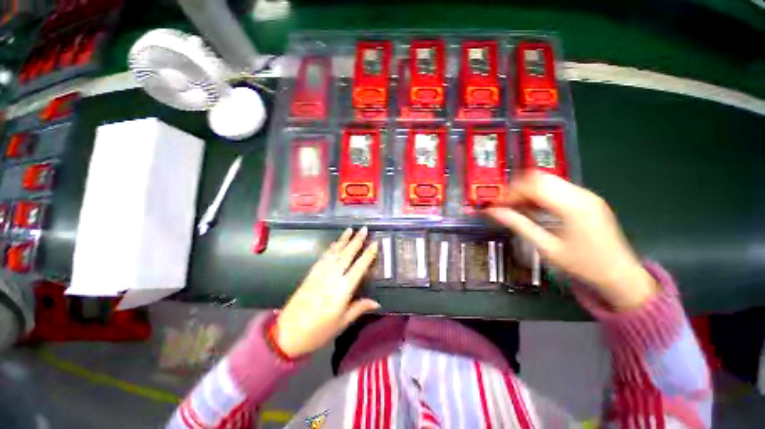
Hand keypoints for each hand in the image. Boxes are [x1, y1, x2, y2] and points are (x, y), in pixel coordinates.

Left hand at [274, 227, 379, 357]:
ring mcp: (320, 273)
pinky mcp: (311, 273)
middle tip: (364, 228)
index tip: (375, 242)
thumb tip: (377, 303)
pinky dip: (331, 248)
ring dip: (343, 240)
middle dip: (357, 240)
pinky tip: (335, 243)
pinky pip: (324, 256)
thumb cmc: (319, 331)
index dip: (368, 254)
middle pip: (347, 254)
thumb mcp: (342, 322)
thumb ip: (359, 308)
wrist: (288, 333)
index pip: (360, 267)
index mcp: (343, 289)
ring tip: (350, 229)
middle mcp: (332, 276)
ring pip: (335, 252)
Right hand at [484, 172, 656, 310]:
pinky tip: (534, 210)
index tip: (497, 205)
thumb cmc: (583, 265)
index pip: (533, 185)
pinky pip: (557, 188)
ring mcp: (586, 195)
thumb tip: (493, 212)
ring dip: (528, 191)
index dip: (511, 192)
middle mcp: (581, 194)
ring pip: (548, 181)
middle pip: (540, 177)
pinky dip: (540, 195)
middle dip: (518, 189)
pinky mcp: (587, 199)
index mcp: (572, 206)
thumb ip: (519, 225)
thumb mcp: (547, 248)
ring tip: (517, 209)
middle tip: (505, 206)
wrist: (621, 275)